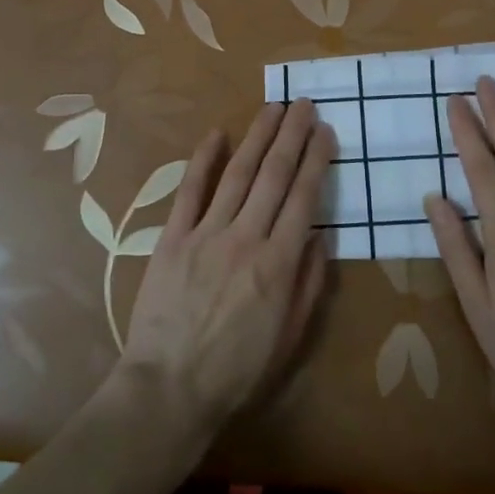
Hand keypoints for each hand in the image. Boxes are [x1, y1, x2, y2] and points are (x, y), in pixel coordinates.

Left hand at [118, 100, 334, 436]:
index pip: (304, 197)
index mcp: (279, 263)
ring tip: (273, 107)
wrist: (169, 389)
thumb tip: (319, 235)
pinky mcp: (172, 238)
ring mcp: (206, 233)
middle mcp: (246, 237)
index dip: (317, 160)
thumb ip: (309, 283)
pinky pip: (190, 191)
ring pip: (237, 173)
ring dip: (257, 137)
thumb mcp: (291, 337)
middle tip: (304, 104)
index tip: (325, 132)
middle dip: (292, 135)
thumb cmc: (237, 371)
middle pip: (274, 175)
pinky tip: (216, 133)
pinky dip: (203, 160)